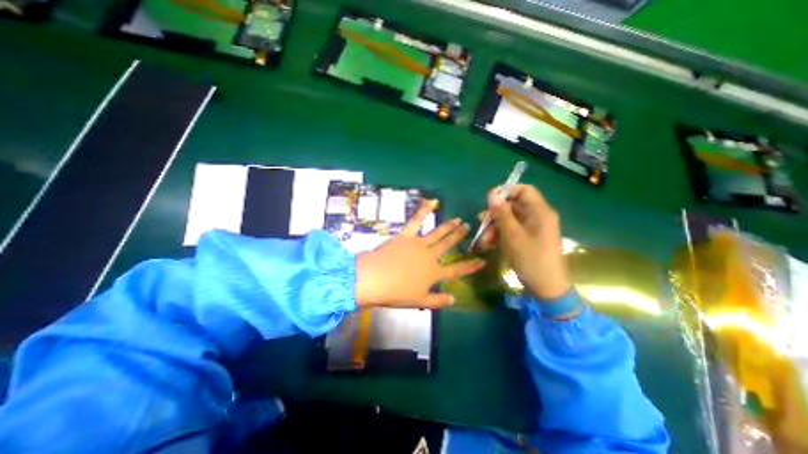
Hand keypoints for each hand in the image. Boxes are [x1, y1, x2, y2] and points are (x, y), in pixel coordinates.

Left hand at [355, 200, 484, 307]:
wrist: (375, 279)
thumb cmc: (396, 293)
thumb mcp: (419, 301)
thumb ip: (438, 300)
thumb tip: (454, 299)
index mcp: (434, 273)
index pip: (456, 270)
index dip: (470, 266)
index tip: (482, 261)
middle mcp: (430, 256)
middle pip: (448, 245)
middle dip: (459, 236)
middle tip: (468, 226)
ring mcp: (419, 243)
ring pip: (437, 233)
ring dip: (448, 225)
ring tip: (457, 219)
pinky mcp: (406, 235)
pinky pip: (416, 221)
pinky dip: (424, 210)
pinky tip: (431, 202)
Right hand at [474, 183, 569, 298]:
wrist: (546, 287)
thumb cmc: (531, 259)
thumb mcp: (513, 236)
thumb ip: (502, 214)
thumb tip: (492, 194)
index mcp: (540, 212)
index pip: (524, 190)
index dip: (506, 191)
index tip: (489, 199)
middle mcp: (537, 217)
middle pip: (514, 206)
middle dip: (495, 214)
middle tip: (480, 222)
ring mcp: (532, 229)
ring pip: (509, 219)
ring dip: (494, 227)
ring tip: (483, 240)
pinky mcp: (527, 239)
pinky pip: (511, 230)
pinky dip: (499, 235)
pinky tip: (488, 244)